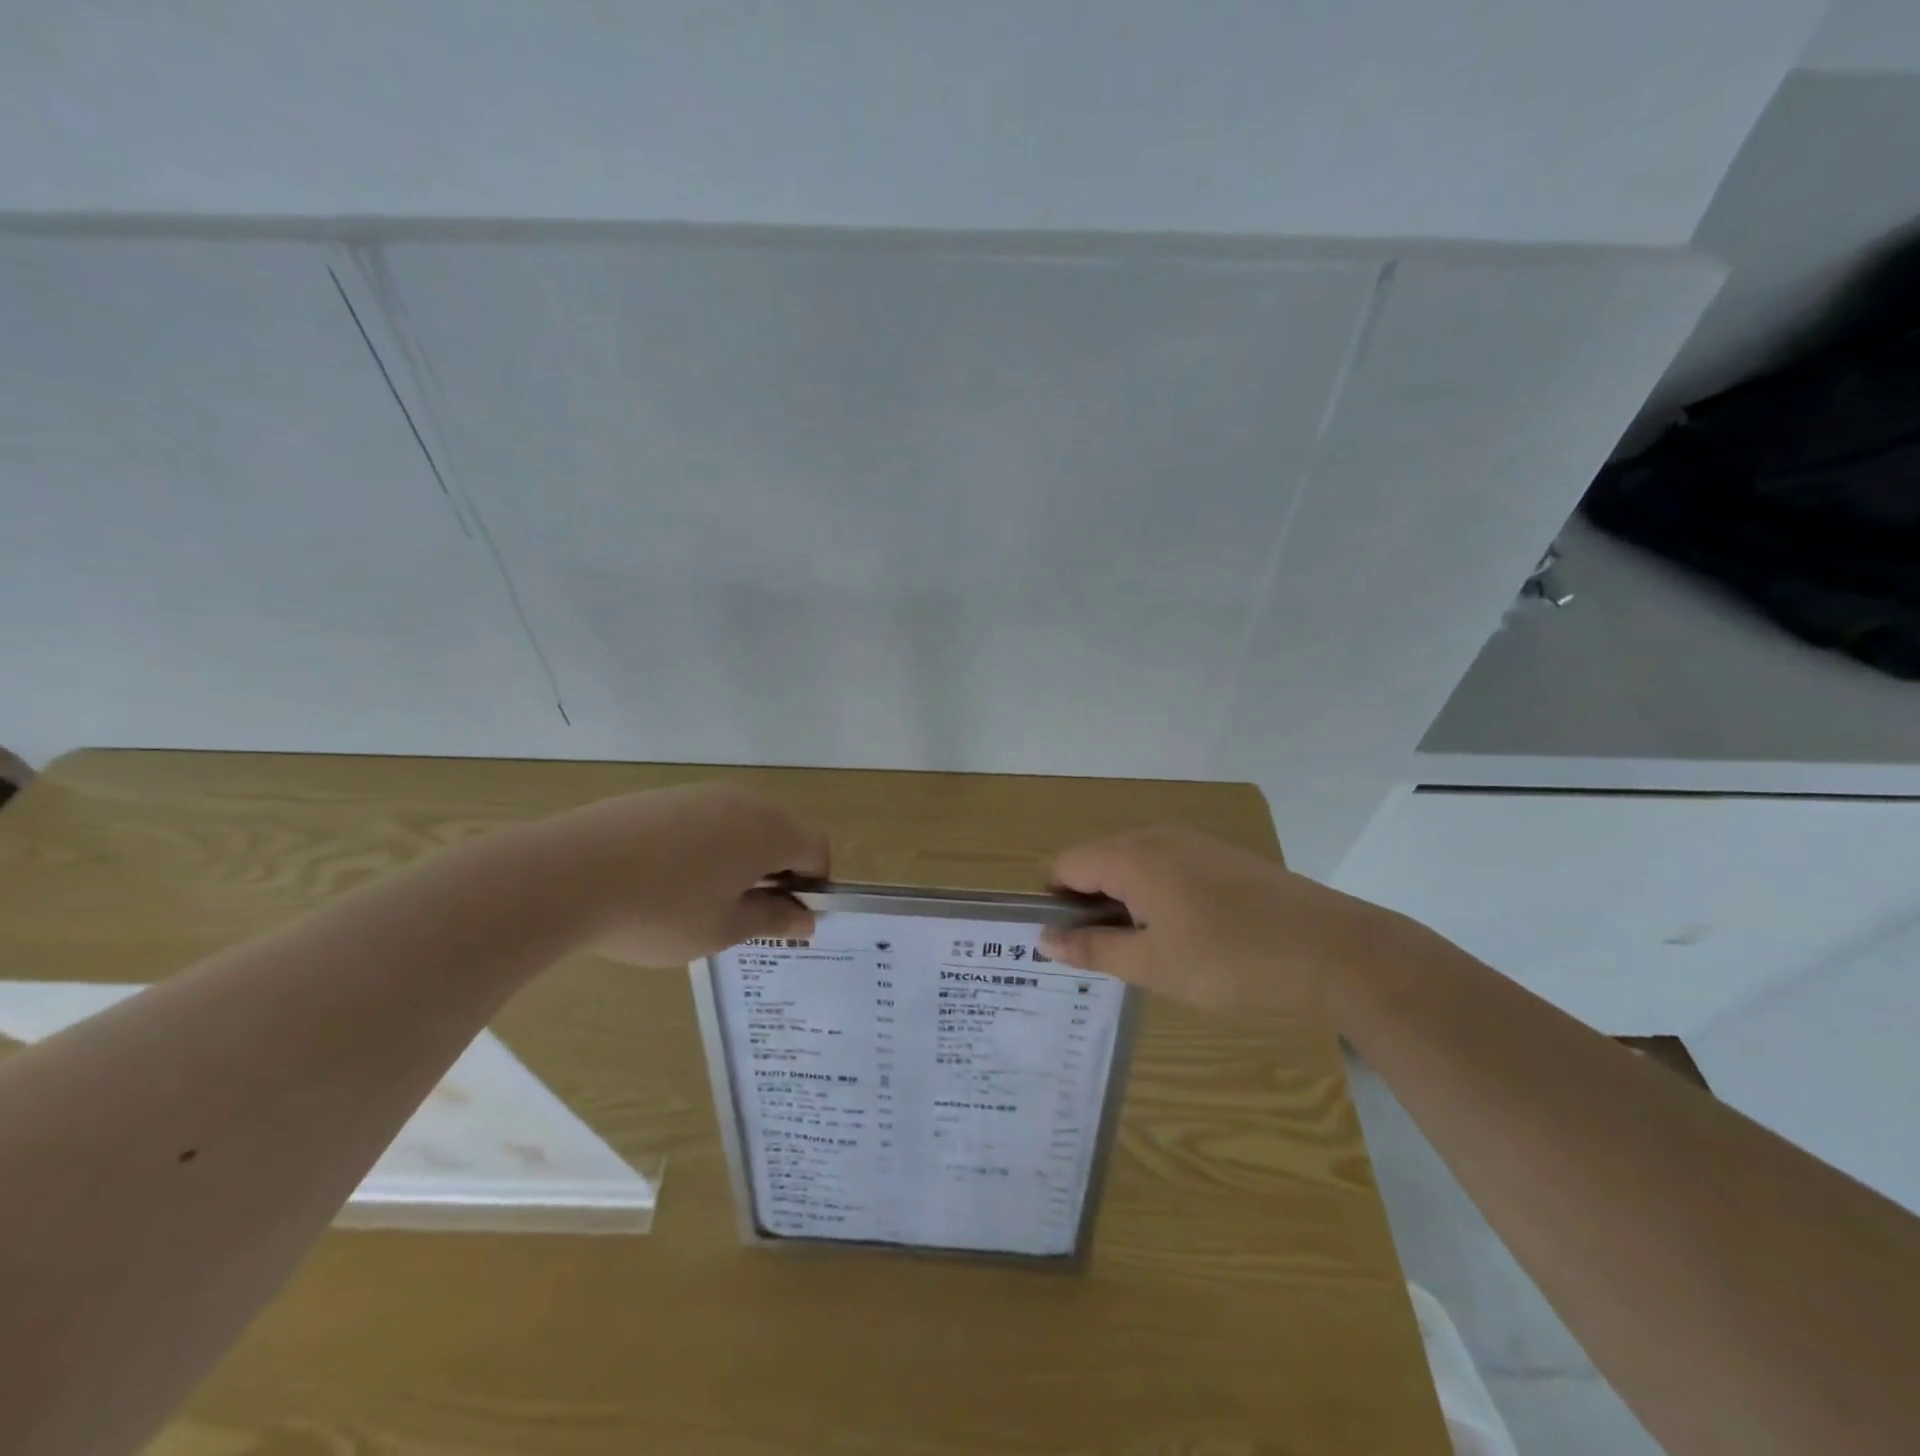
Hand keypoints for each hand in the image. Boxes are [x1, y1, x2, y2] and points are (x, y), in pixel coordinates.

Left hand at [526, 782, 828, 965]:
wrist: (564, 875)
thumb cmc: (660, 911)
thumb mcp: (723, 929)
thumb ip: (772, 920)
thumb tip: (806, 919)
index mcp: (768, 831)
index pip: (817, 849)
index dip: (813, 885)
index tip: (785, 917)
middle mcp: (743, 801)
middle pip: (782, 831)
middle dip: (777, 870)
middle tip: (747, 912)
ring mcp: (700, 794)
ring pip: (742, 824)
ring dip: (741, 858)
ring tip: (702, 898)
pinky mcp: (662, 796)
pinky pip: (705, 819)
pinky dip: (706, 846)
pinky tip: (667, 878)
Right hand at [1038, 827, 1394, 1016]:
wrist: (1335, 950)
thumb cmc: (1232, 960)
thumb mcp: (1153, 965)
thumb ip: (1093, 948)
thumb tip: (1044, 938)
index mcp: (1131, 855)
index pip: (1065, 865)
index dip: (1055, 903)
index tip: (1069, 945)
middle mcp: (1157, 836)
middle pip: (1098, 862)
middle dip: (1091, 905)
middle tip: (1108, 958)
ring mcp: (1194, 842)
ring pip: (1135, 866)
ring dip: (1126, 903)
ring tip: (1149, 953)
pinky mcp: (1223, 857)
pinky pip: (1168, 868)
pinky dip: (1159, 897)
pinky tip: (1188, 938)